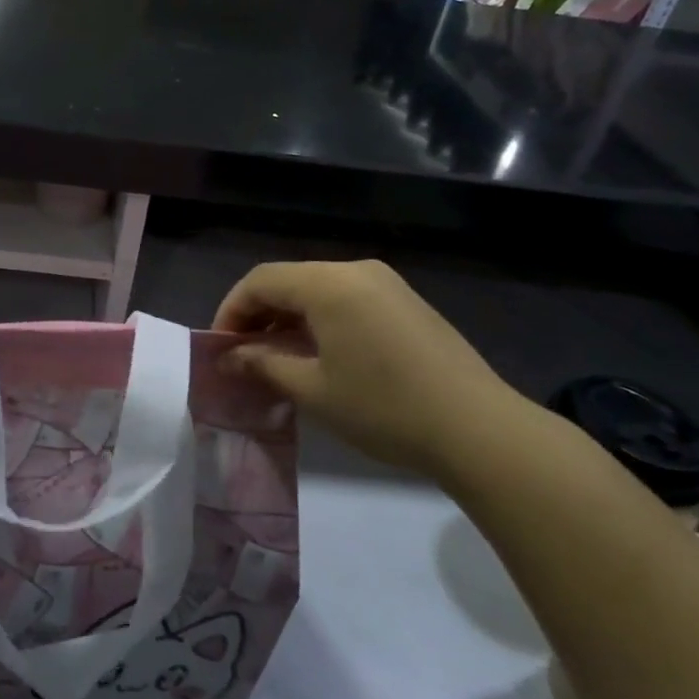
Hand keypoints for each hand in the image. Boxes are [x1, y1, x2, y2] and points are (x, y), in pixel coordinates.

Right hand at [214, 260, 519, 475]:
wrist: (478, 428)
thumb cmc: (384, 407)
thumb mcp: (313, 390)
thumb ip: (263, 366)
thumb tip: (229, 358)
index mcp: (329, 284)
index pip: (261, 280)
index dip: (231, 310)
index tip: (220, 348)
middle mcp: (356, 270)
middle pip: (290, 280)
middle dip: (258, 314)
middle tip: (243, 355)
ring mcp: (386, 284)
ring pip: (318, 289)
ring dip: (289, 317)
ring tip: (277, 358)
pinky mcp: (406, 302)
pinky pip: (347, 298)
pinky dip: (320, 319)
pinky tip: (320, 354)